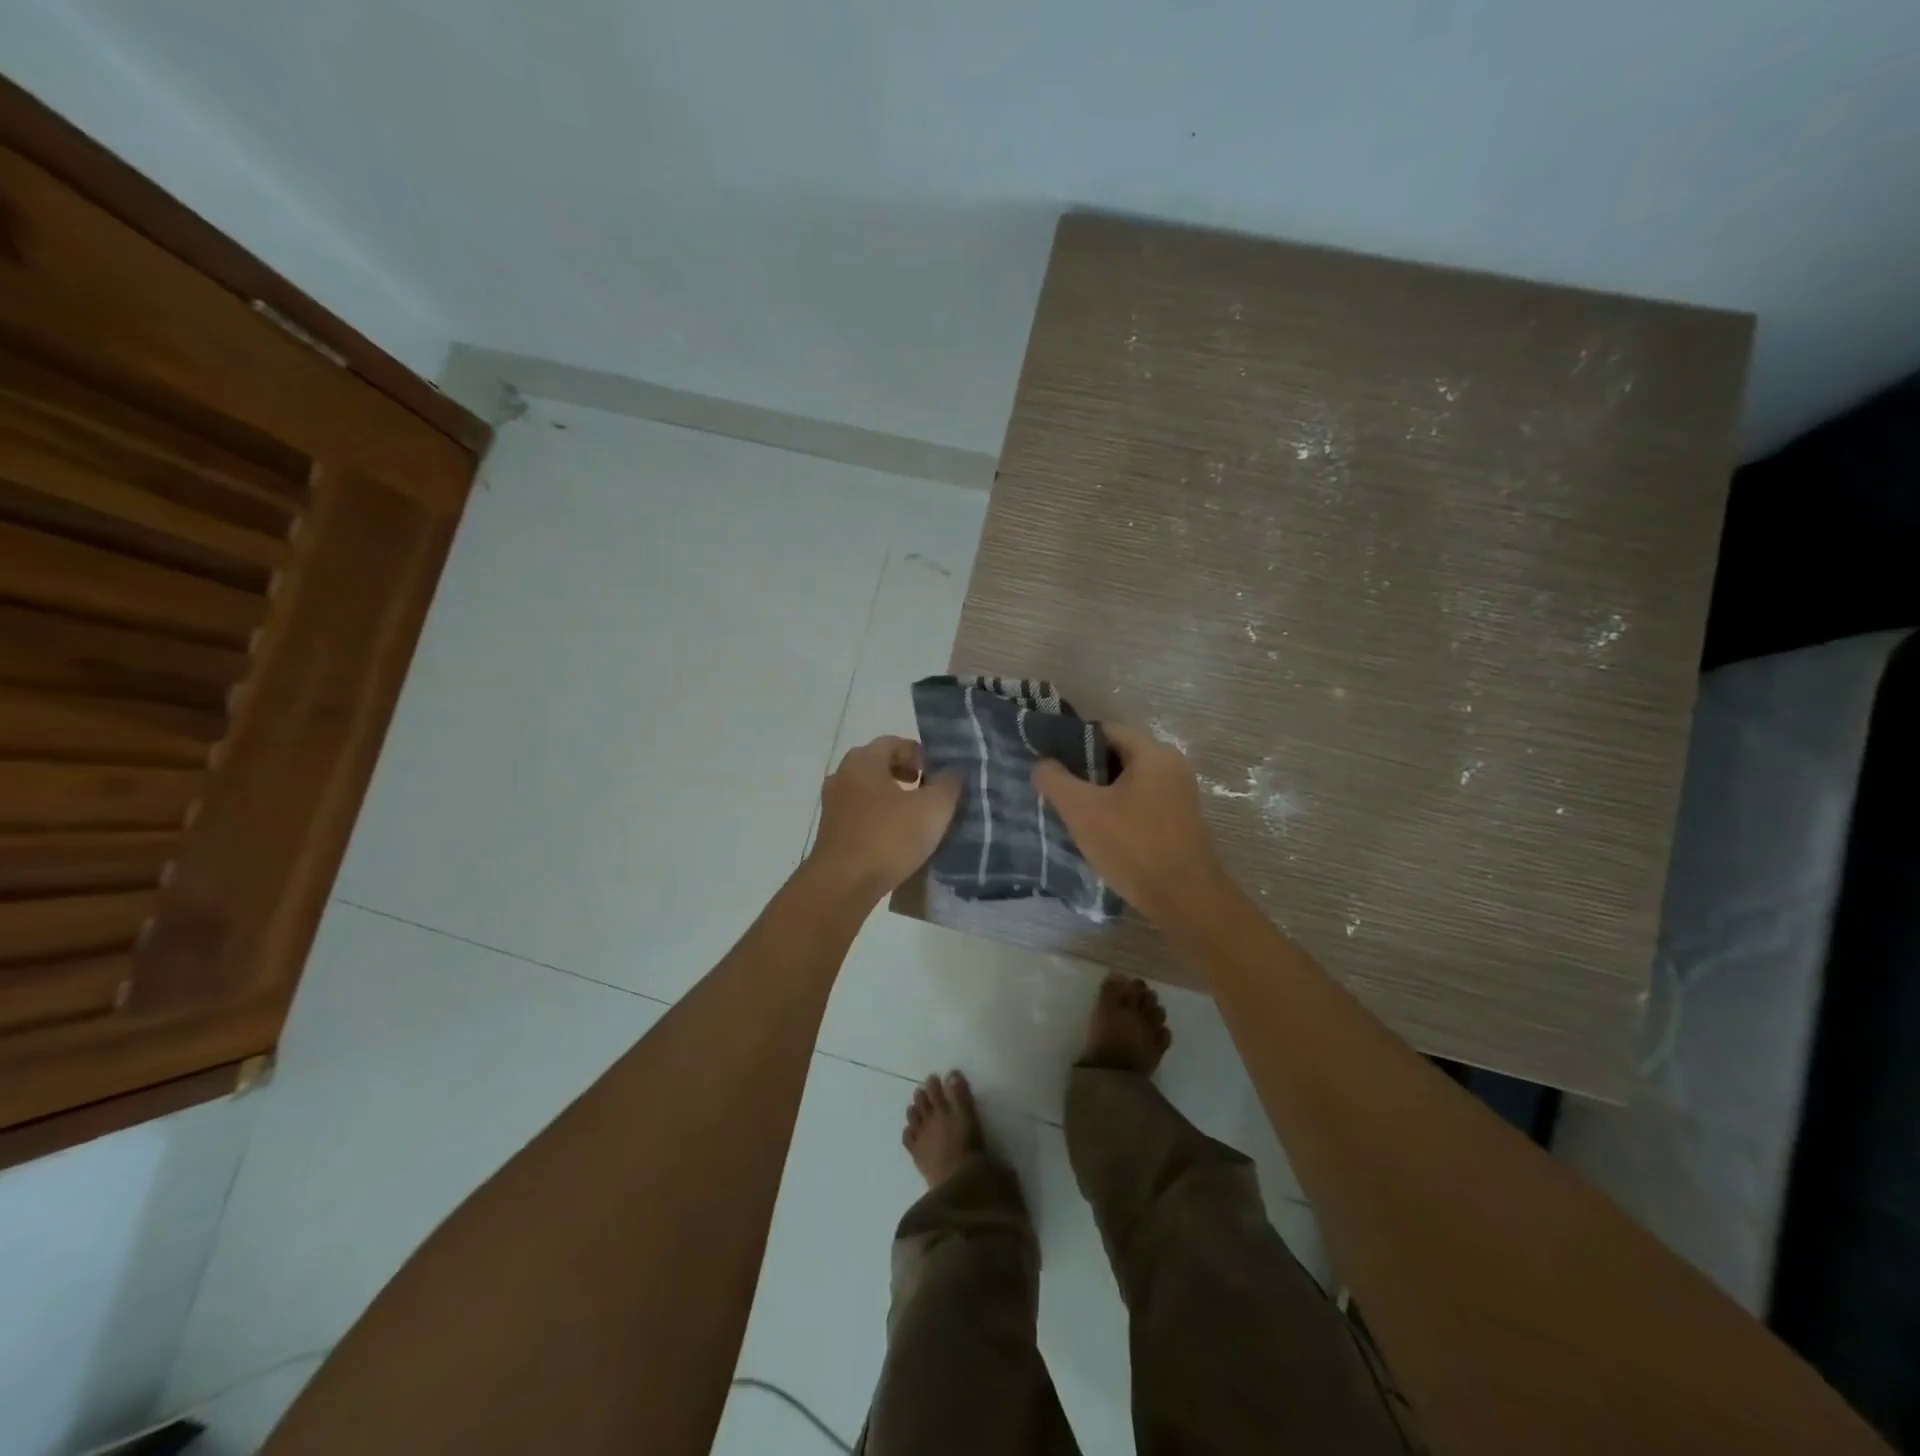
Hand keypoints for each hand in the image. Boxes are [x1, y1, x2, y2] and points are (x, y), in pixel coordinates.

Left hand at [809, 735, 961, 900]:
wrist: (843, 884)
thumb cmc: (889, 837)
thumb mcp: (933, 808)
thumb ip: (948, 784)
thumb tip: (952, 772)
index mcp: (863, 761)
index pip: (894, 743)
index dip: (920, 755)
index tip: (938, 776)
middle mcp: (842, 776)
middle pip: (879, 765)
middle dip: (906, 775)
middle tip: (929, 793)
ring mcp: (833, 805)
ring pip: (868, 791)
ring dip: (892, 798)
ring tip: (916, 818)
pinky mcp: (831, 832)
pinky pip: (860, 815)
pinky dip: (879, 819)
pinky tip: (896, 839)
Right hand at [1032, 723, 1230, 925]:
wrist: (1185, 899)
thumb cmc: (1133, 846)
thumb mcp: (1082, 811)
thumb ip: (1055, 780)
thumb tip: (1043, 764)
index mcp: (1153, 753)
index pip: (1105, 731)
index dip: (1073, 744)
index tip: (1051, 766)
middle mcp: (1172, 766)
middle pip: (1117, 756)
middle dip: (1086, 772)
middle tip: (1058, 793)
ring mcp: (1180, 795)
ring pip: (1129, 783)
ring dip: (1101, 795)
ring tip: (1074, 815)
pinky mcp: (1180, 821)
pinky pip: (1142, 804)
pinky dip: (1119, 812)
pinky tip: (1101, 834)